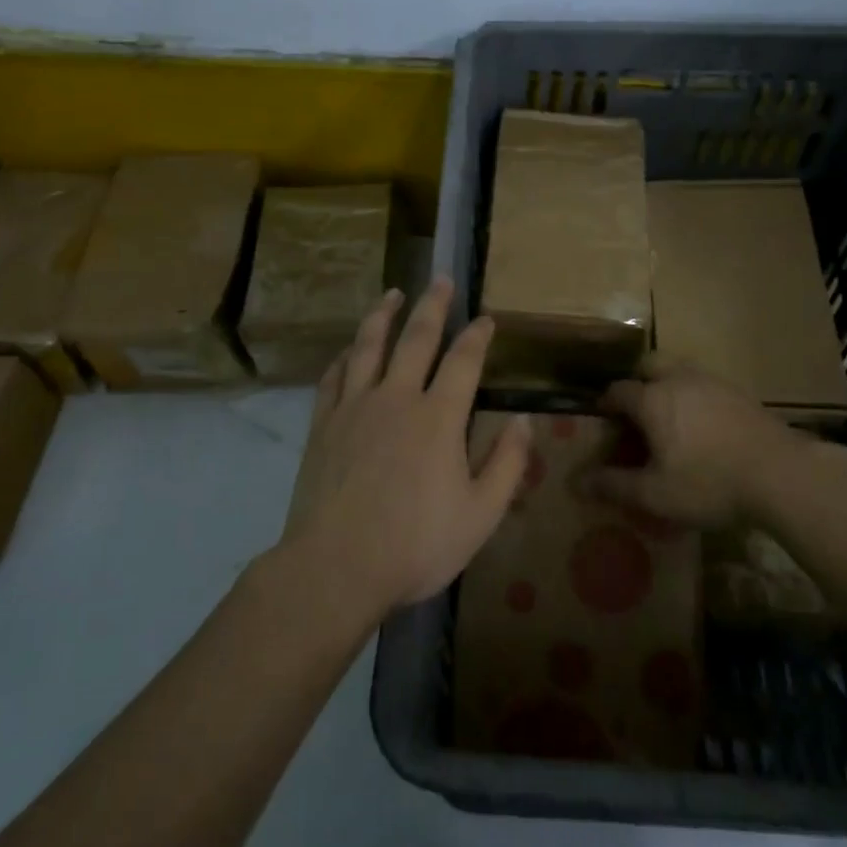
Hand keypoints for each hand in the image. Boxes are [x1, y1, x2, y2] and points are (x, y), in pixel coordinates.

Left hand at [278, 277, 531, 624]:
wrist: (336, 567)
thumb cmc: (416, 544)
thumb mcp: (481, 514)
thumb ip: (507, 464)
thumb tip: (524, 421)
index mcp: (438, 417)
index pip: (463, 361)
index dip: (477, 336)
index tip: (486, 318)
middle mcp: (396, 398)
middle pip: (416, 338)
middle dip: (432, 306)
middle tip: (439, 279)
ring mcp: (354, 407)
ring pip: (368, 346)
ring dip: (382, 316)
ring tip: (392, 294)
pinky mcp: (323, 425)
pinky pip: (333, 377)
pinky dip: (344, 357)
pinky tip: (348, 349)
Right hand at [585, 355, 815, 527]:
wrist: (781, 474)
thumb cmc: (709, 483)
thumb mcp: (655, 493)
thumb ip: (614, 485)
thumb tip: (576, 482)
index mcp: (652, 399)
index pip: (618, 391)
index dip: (605, 403)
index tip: (602, 419)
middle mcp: (679, 380)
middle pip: (649, 365)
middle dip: (636, 381)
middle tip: (635, 409)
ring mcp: (713, 382)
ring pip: (680, 370)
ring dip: (667, 384)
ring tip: (668, 416)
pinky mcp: (740, 393)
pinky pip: (705, 384)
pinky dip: (694, 395)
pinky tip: (702, 424)